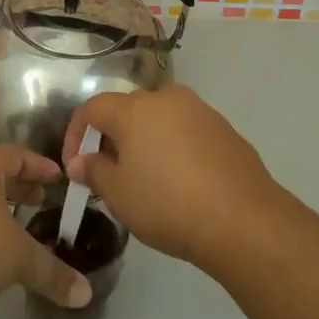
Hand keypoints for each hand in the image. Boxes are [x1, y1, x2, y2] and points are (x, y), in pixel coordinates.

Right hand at [62, 86, 282, 270]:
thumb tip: (80, 162)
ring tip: (143, 178)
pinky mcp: (224, 129)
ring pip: (159, 119)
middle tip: (108, 173)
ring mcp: (200, 111)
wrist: (243, 220)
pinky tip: (179, 181)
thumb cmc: (167, 204)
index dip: (76, 134)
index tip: (75, 166)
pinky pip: (186, 131)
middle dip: (111, 138)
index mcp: (134, 108)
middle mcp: (166, 98)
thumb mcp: (119, 194)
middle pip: (127, 110)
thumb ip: (94, 171)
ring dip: (144, 141)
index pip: (92, 108)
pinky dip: (173, 148)